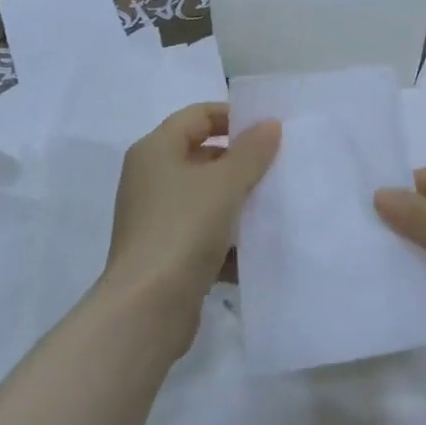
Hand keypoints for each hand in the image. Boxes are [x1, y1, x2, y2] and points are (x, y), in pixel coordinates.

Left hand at [105, 104, 278, 350]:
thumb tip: (269, 125)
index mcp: (155, 150)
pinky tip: (256, 249)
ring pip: (206, 197)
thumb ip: (251, 151)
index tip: (269, 131)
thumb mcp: (225, 183)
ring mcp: (157, 218)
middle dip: (241, 163)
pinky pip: (203, 233)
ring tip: (274, 207)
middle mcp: (151, 178)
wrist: (147, 308)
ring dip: (238, 203)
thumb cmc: (184, 229)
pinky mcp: (166, 253)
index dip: (233, 117)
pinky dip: (227, 239)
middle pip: (202, 155)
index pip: (198, 115)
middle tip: (278, 169)